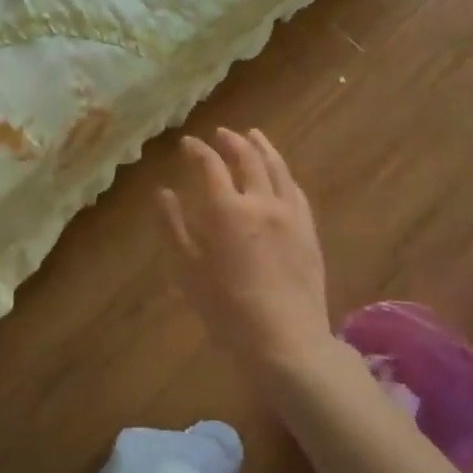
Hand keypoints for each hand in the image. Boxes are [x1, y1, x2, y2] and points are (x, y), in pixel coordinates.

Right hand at [160, 128, 335, 375]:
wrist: (285, 339)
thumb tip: (164, 192)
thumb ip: (173, 226)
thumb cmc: (226, 308)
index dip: (197, 150)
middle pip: (247, 158)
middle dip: (231, 141)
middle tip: (221, 133)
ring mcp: (290, 214)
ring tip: (254, 135)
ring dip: (263, 147)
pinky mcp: (309, 230)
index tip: (187, 143)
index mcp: (226, 209)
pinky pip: (296, 189)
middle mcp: (260, 201)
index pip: (210, 165)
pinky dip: (284, 173)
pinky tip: (280, 173)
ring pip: (277, 167)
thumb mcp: (187, 269)